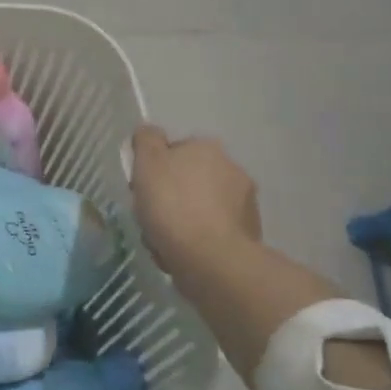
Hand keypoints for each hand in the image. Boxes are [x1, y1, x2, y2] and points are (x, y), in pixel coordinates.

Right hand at [130, 127, 260, 281]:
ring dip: (184, 219)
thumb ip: (146, 140)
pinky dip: (198, 239)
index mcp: (207, 148)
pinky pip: (213, 232)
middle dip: (171, 196)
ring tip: (164, 242)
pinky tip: (182, 254)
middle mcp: (232, 169)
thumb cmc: (172, 205)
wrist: (210, 258)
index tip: (141, 189)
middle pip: (188, 180)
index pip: (174, 150)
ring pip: (200, 207)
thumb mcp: (147, 163)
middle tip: (151, 217)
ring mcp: (245, 203)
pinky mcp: (249, 234)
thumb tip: (149, 131)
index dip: (153, 170)